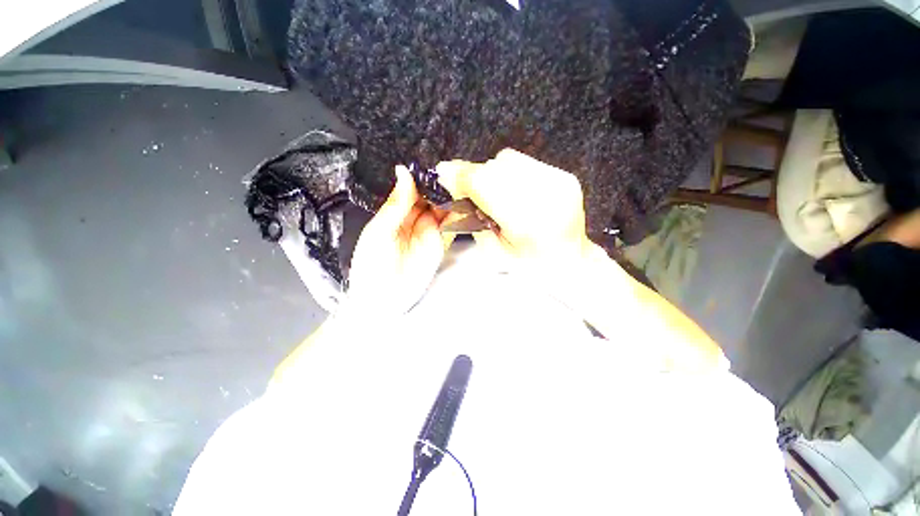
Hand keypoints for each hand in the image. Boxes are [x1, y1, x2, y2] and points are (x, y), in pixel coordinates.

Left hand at [346, 166, 454, 315]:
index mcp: (396, 212)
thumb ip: (396, 204)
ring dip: (453, 199)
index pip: (413, 188)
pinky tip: (466, 205)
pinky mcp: (440, 243)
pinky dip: (459, 216)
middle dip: (442, 186)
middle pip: (431, 197)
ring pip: (444, 209)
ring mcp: (429, 231)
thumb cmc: (372, 264)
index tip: (438, 162)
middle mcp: (414, 218)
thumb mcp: (380, 231)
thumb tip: (403, 171)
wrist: (384, 299)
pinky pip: (451, 226)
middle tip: (457, 170)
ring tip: (464, 183)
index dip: (425, 177)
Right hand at [436, 149, 592, 267]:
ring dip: (492, 174)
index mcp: (527, 223)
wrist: (569, 261)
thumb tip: (453, 185)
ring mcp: (558, 183)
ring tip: (497, 196)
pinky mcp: (564, 175)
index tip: (443, 174)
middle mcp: (547, 197)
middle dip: (474, 177)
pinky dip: (510, 173)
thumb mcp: (492, 251)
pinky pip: (524, 162)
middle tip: (469, 192)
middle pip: (494, 168)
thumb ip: (471, 218)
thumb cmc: (528, 265)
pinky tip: (514, 192)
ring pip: (507, 160)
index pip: (483, 184)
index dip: (459, 177)